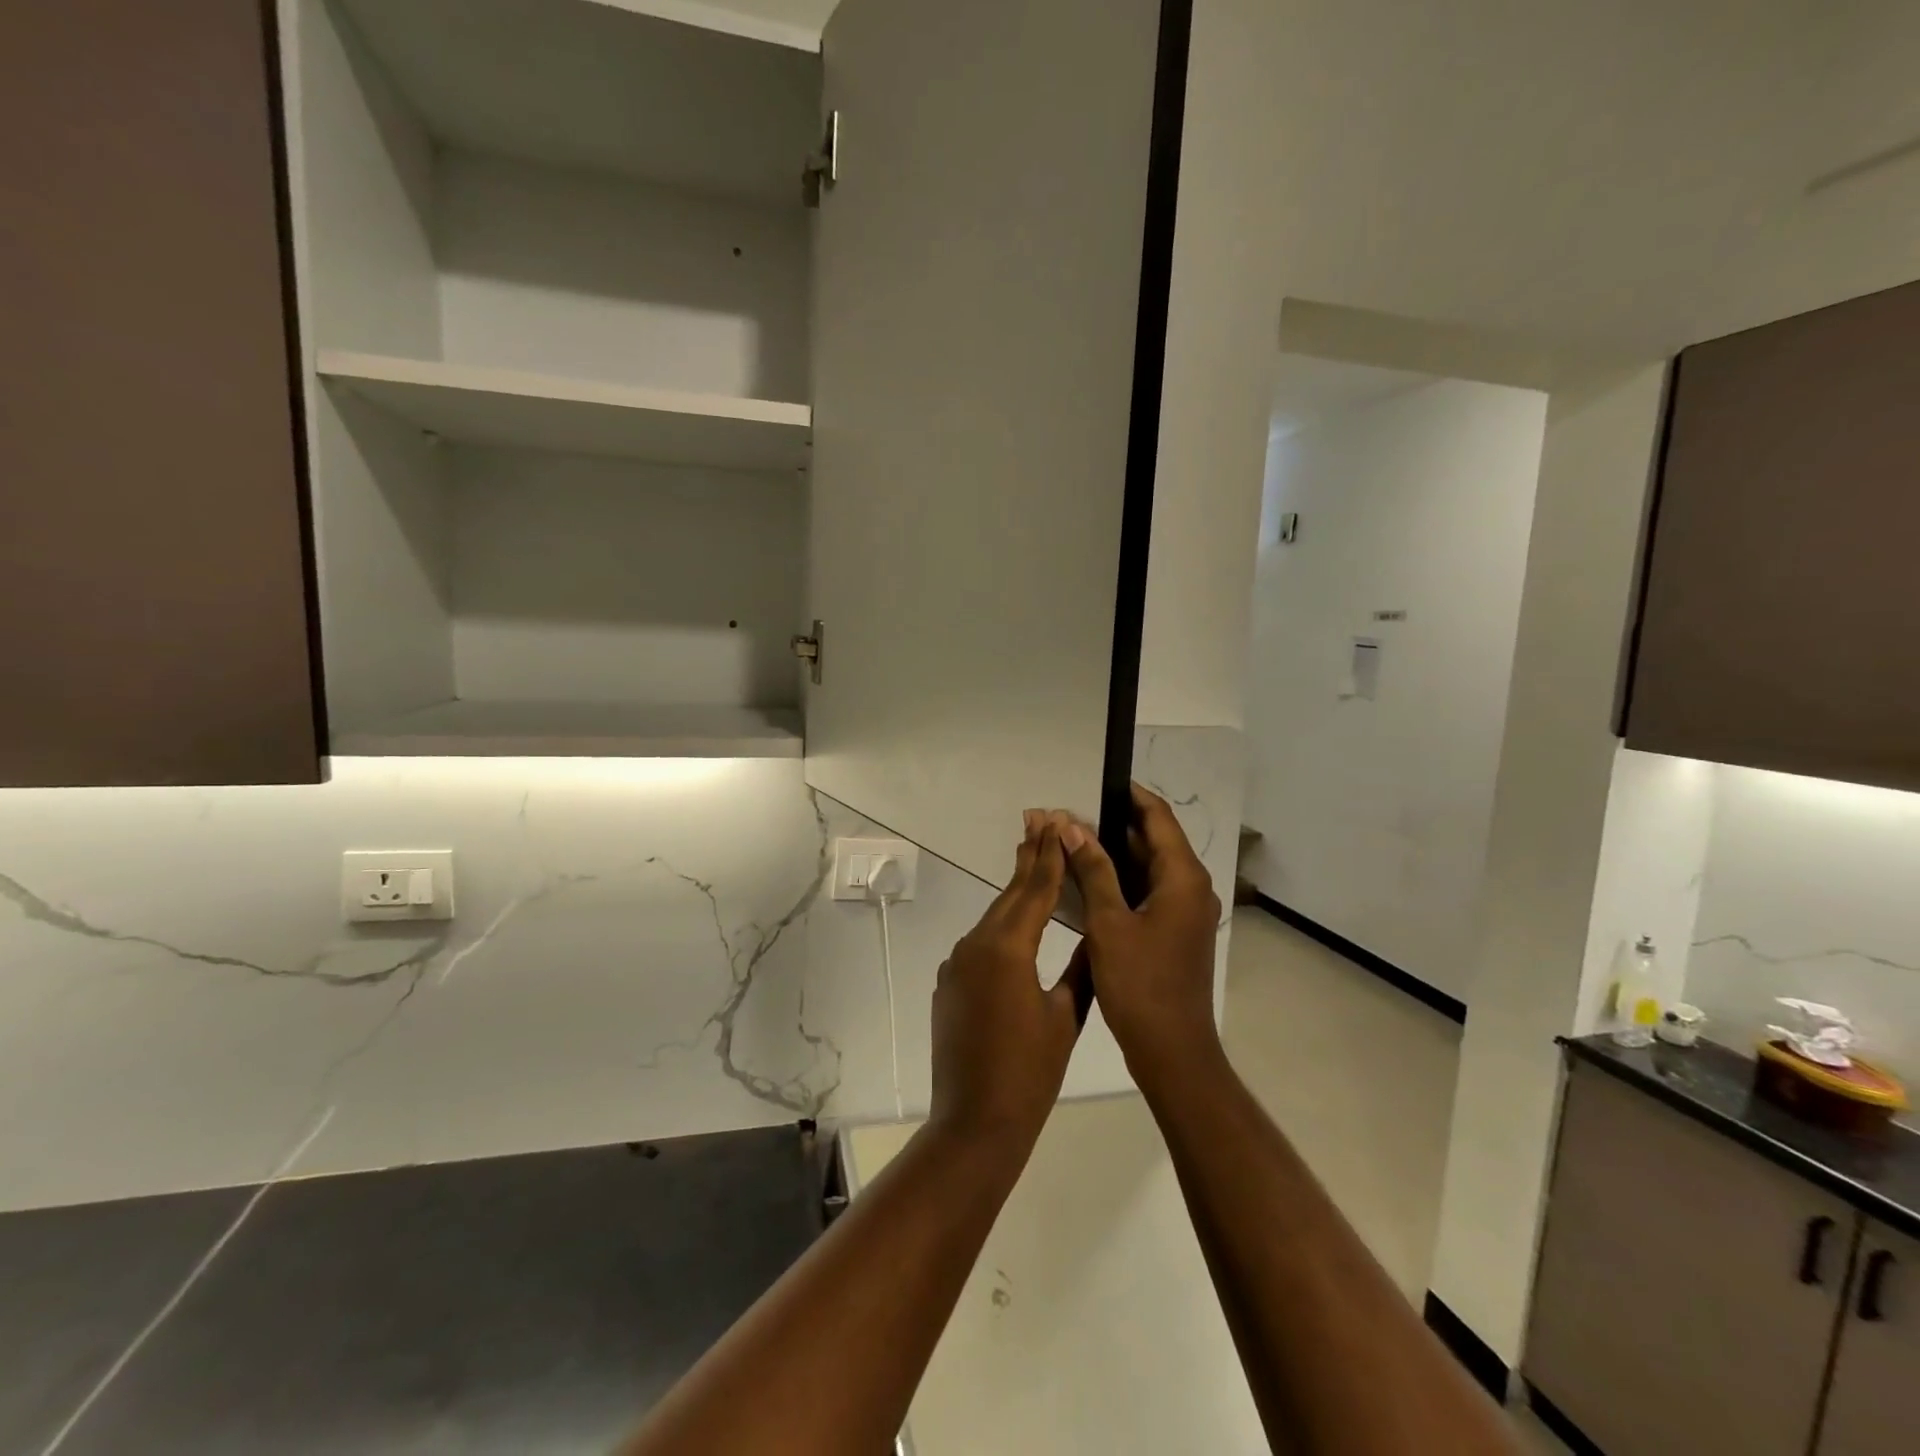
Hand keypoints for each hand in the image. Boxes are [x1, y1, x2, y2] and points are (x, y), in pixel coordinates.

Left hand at [928, 815, 1086, 1148]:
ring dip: (1016, 892)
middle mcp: (976, 944)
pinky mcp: (949, 982)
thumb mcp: (1065, 1017)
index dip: (1049, 855)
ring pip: (994, 918)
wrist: (974, 1123)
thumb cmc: (1030, 1074)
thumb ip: (1080, 969)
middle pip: (1010, 894)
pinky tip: (1017, 926)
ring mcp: (957, 963)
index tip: (1057, 822)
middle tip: (1042, 819)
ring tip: (1034, 860)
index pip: (1035, 890)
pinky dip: (1002, 927)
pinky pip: (981, 944)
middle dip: (1029, 858)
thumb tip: (1094, 936)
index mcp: (1008, 948)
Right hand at [1060, 784, 1223, 1091]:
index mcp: (1183, 877)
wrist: (1173, 1052)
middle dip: (1112, 824)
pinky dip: (1120, 880)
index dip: (1129, 794)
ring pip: (1148, 867)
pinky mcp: (1175, 931)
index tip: (1096, 780)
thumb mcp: (1108, 923)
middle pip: (1154, 839)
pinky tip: (1087, 880)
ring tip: (1070, 840)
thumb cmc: (1141, 984)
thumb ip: (1092, 870)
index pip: (1158, 817)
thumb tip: (1071, 825)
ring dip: (1113, 853)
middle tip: (1068, 815)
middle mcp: (1191, 887)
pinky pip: (1147, 890)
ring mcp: (1185, 911)